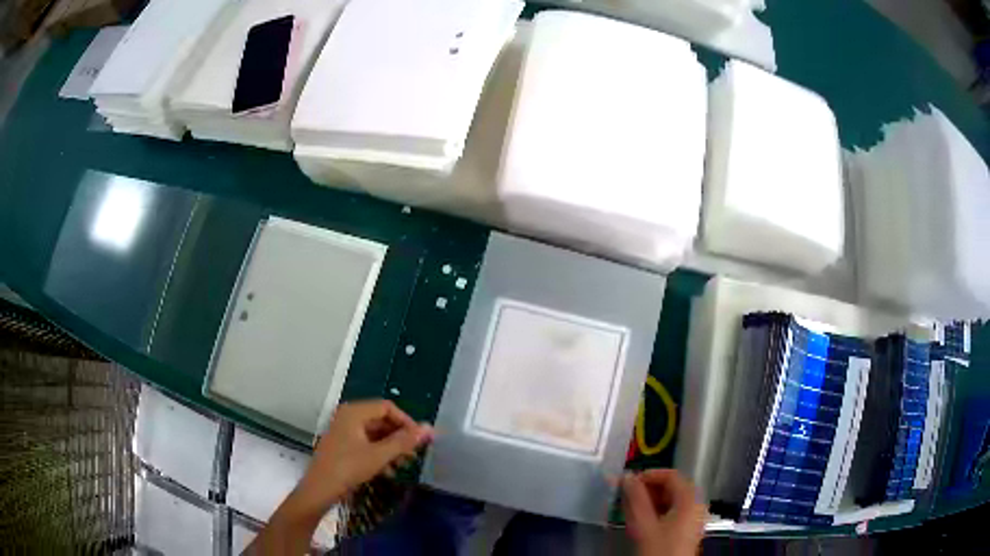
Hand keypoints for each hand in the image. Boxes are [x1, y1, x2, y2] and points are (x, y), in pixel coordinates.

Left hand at [293, 400, 433, 515]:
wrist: (319, 489)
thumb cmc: (348, 468)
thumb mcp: (379, 455)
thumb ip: (404, 441)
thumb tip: (429, 428)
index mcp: (354, 412)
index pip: (387, 407)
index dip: (406, 422)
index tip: (419, 440)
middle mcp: (348, 416)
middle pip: (381, 420)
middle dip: (399, 437)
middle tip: (413, 455)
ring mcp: (343, 431)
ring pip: (375, 434)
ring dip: (391, 448)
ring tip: (402, 465)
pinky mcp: (342, 445)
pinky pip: (366, 444)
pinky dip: (379, 454)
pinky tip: (388, 471)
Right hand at [622, 470, 706, 555]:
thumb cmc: (658, 549)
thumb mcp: (643, 524)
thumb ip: (635, 498)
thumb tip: (627, 477)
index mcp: (690, 499)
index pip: (671, 475)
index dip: (649, 474)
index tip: (628, 482)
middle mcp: (696, 504)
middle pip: (673, 487)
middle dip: (648, 489)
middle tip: (627, 496)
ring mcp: (693, 518)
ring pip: (672, 500)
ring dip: (651, 501)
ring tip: (631, 509)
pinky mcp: (687, 530)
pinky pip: (674, 512)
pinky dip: (658, 511)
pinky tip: (642, 521)